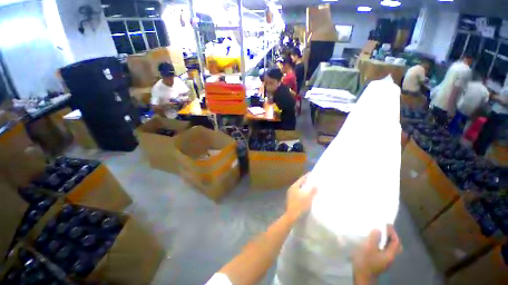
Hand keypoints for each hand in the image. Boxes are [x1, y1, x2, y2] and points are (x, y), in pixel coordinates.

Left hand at [285, 173, 316, 222]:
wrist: (291, 217)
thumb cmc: (300, 206)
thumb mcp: (308, 198)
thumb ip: (312, 191)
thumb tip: (316, 184)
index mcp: (294, 186)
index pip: (301, 179)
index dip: (307, 176)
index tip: (312, 173)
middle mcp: (291, 189)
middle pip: (300, 183)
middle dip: (306, 182)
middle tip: (313, 180)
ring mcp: (291, 195)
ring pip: (299, 189)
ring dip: (305, 188)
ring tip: (312, 187)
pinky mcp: (292, 200)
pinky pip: (299, 193)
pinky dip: (303, 193)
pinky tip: (308, 196)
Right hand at [353, 225, 401, 282]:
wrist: (362, 276)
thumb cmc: (366, 261)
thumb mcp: (369, 248)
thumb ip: (374, 238)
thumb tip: (378, 229)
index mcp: (390, 254)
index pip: (395, 242)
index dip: (392, 232)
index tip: (387, 224)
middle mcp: (390, 258)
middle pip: (395, 246)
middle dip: (392, 237)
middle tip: (386, 229)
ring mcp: (385, 261)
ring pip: (390, 249)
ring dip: (387, 241)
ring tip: (380, 233)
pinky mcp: (379, 262)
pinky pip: (384, 250)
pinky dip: (382, 244)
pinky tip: (374, 242)